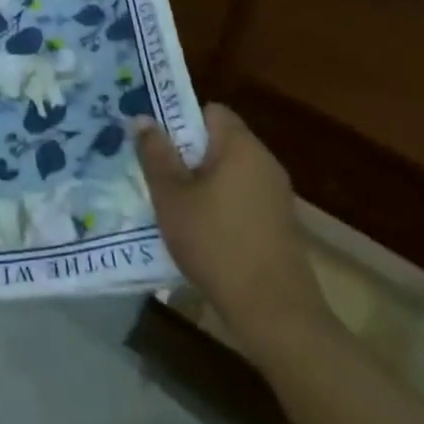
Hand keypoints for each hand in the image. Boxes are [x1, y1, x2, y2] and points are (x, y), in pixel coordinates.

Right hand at [135, 102, 331, 361]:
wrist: (275, 313)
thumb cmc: (216, 243)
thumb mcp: (171, 197)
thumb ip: (155, 154)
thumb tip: (142, 118)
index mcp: (240, 146)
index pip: (211, 111)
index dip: (182, 120)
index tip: (158, 143)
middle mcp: (264, 161)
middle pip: (220, 142)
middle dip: (188, 154)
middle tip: (158, 175)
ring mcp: (277, 195)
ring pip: (231, 172)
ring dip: (204, 183)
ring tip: (175, 206)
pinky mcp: (281, 225)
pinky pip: (244, 198)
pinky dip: (223, 206)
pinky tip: (204, 233)